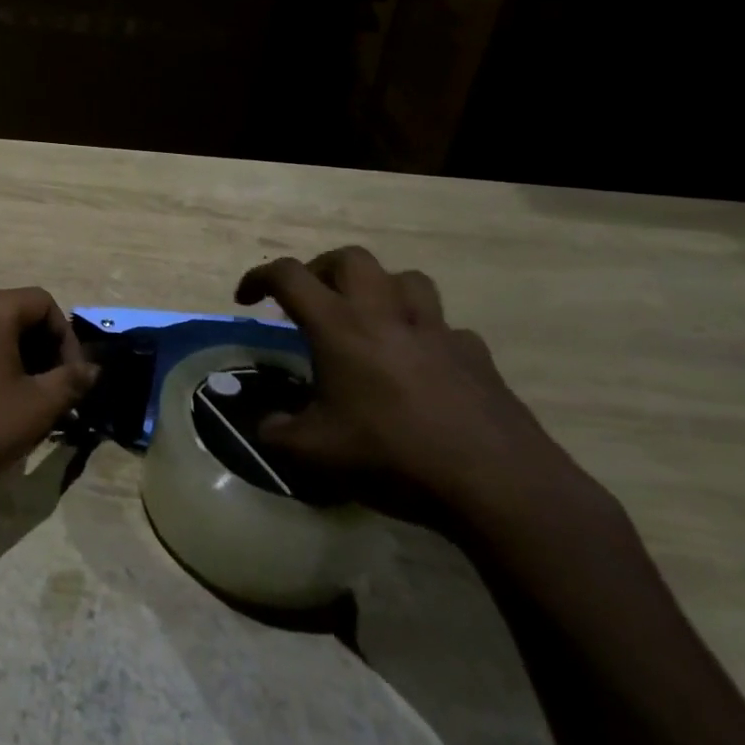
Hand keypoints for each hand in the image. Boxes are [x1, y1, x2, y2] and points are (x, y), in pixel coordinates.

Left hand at [0, 288, 99, 515]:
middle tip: (55, 390)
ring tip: (28, 398)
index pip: (43, 304)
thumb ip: (72, 380)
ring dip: (15, 356)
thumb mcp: (38, 407)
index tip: (73, 378)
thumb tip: (93, 369)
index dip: (66, 338)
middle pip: (14, 313)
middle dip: (41, 348)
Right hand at [237, 248, 589, 532]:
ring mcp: (437, 331)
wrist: (497, 484)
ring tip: (368, 320)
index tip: (246, 299)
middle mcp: (386, 314)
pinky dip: (424, 335)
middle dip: (321, 268)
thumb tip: (265, 425)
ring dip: (379, 289)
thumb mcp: (315, 453)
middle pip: (351, 259)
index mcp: (340, 327)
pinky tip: (420, 368)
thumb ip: (277, 433)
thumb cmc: (393, 457)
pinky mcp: (476, 355)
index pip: (289, 276)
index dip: (259, 278)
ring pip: (406, 279)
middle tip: (311, 300)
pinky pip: (445, 328)